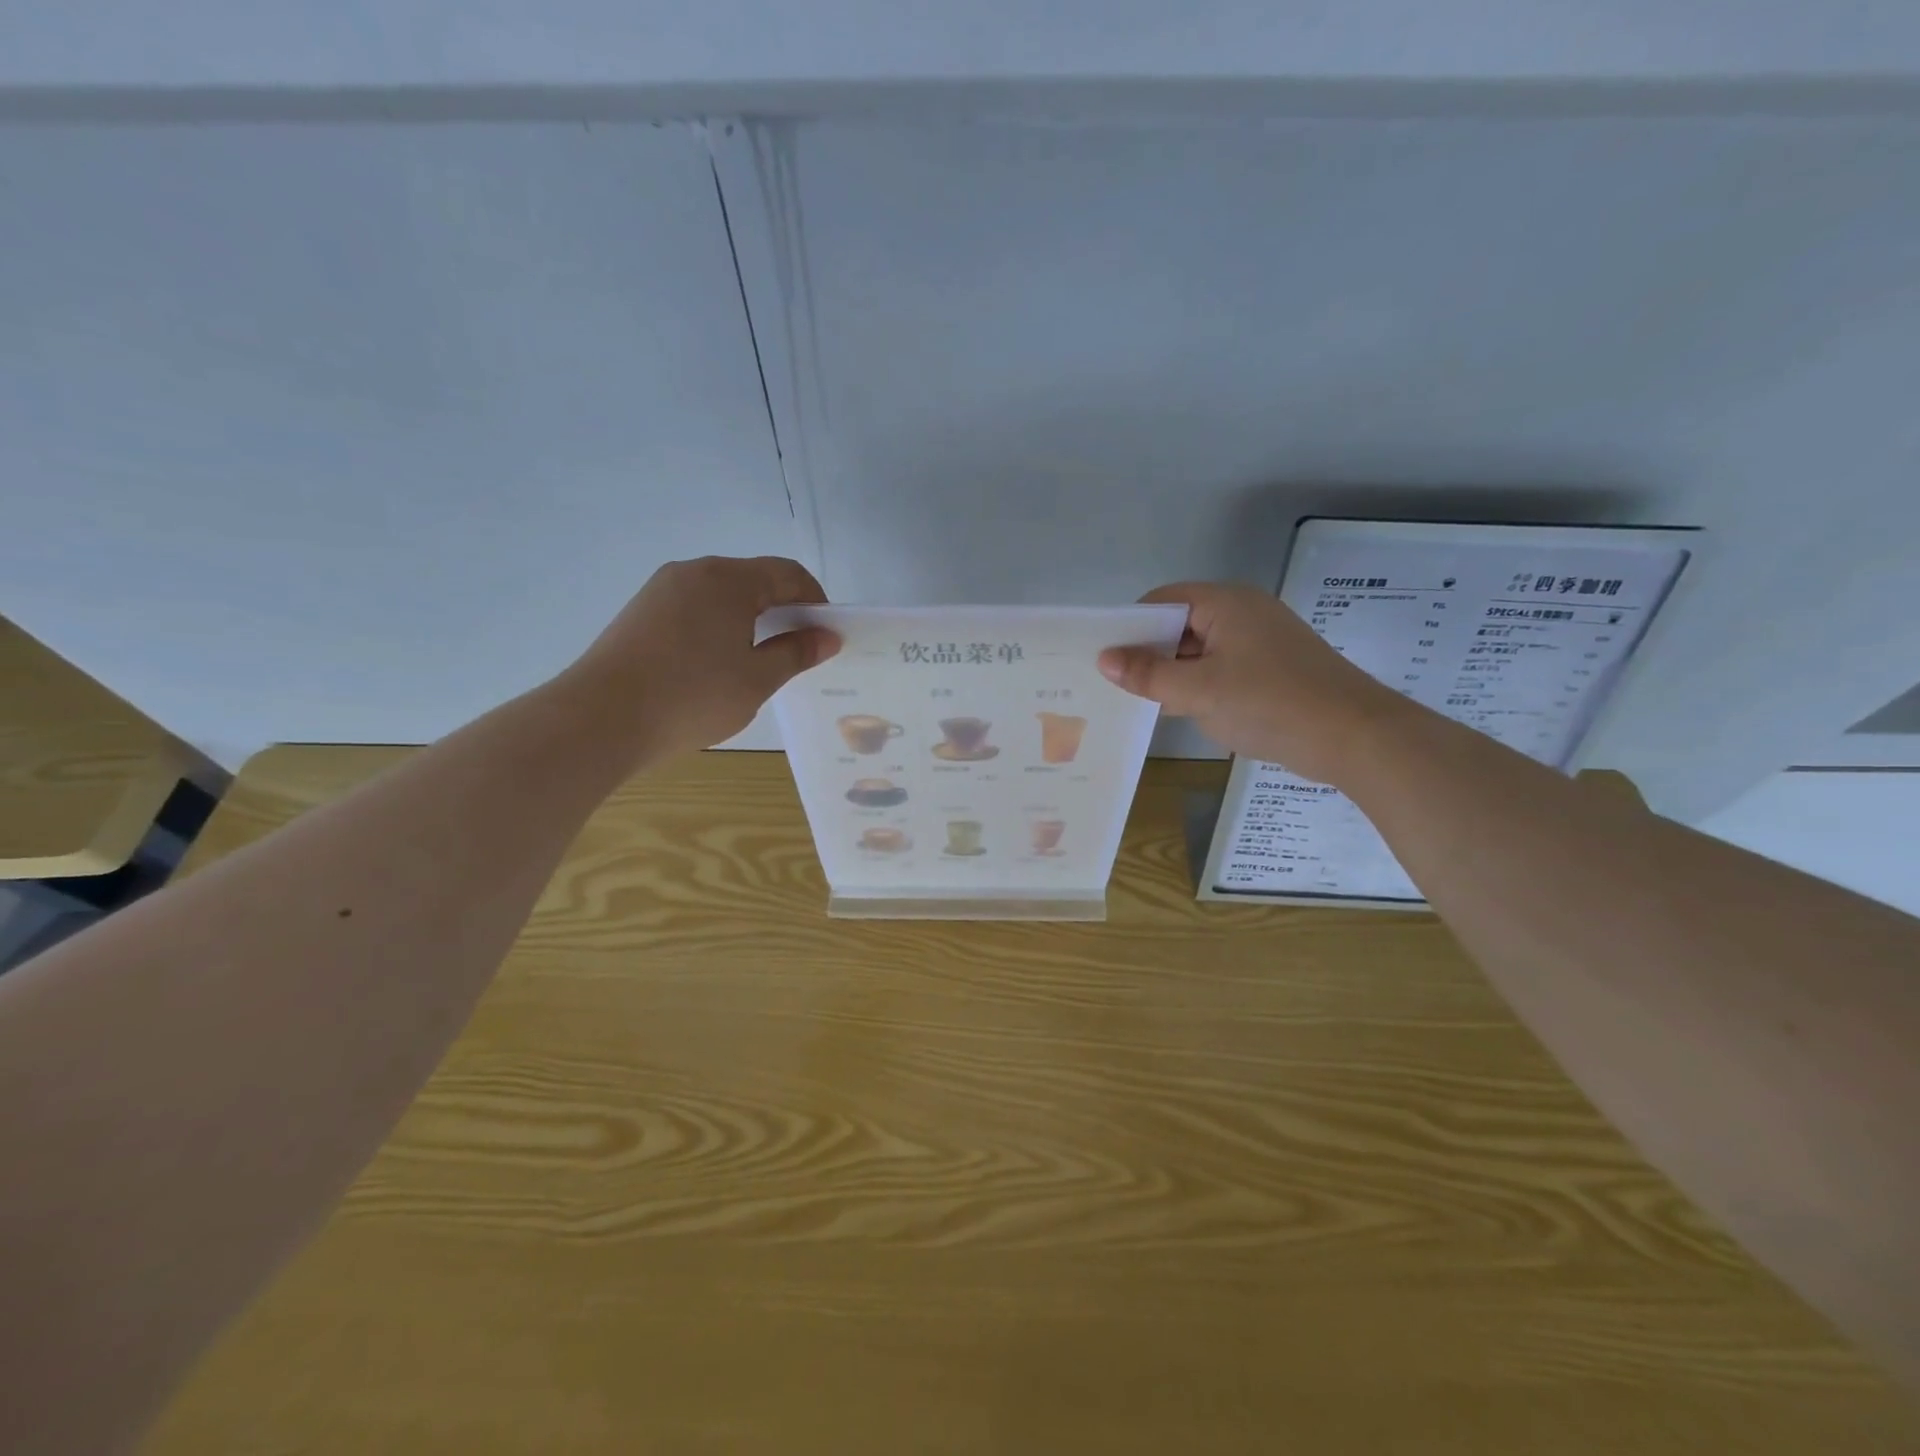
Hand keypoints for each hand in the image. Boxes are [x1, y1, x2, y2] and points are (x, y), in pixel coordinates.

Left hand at [562, 556, 839, 761]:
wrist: (602, 718)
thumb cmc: (693, 696)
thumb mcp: (757, 679)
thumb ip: (796, 653)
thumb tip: (826, 636)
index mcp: (729, 579)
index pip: (787, 573)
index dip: (815, 601)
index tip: (825, 635)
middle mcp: (694, 572)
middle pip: (753, 579)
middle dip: (783, 609)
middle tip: (796, 651)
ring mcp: (661, 590)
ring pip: (721, 594)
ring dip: (749, 618)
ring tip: (757, 661)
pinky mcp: (640, 612)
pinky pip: (694, 608)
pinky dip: (718, 626)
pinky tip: (715, 664)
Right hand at [1098, 582, 1406, 784]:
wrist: (1355, 737)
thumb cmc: (1270, 703)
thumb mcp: (1199, 690)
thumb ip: (1148, 675)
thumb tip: (1104, 659)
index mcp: (1226, 603)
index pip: (1163, 601)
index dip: (1131, 626)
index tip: (1104, 658)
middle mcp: (1242, 613)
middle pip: (1180, 625)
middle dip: (1148, 653)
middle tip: (1113, 684)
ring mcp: (1259, 643)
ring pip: (1199, 651)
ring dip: (1172, 674)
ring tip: (1136, 701)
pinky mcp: (1269, 671)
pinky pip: (1220, 670)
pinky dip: (1197, 687)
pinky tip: (1176, 712)